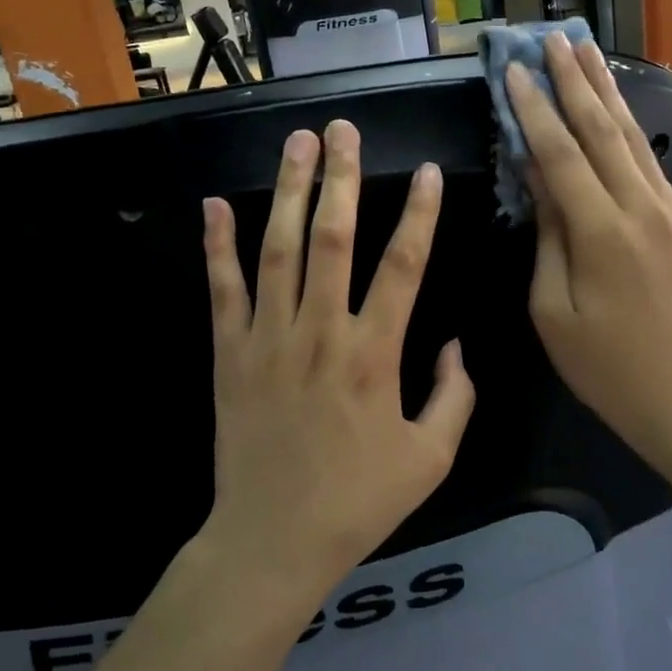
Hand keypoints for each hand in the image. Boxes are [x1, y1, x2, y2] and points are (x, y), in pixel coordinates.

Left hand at [201, 120, 475, 601]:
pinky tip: (216, 204)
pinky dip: (218, 245)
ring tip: (297, 144)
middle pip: (332, 239)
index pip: (403, 267)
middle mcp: (320, 333)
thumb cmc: (358, 501)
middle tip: (343, 130)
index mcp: (373, 356)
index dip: (418, 215)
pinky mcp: (228, 354)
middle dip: (341, 179)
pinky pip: (222, 290)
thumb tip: (455, 344)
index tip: (425, 172)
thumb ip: (453, 396)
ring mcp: (268, 339)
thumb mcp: (431, 459)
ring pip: (278, 250)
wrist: (272, 540)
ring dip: (288, 192)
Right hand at [507, 34, 671, 462]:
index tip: (514, 71)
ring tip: (586, 51)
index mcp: (603, 235)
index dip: (535, 111)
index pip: (563, 156)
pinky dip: (628, 129)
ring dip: (607, 92)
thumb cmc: (597, 359)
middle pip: (605, 131)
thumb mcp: (551, 304)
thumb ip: (548, 231)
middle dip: (575, 82)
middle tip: (553, 39)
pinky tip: (613, 105)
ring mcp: (671, 212)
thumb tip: (536, 171)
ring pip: (635, 139)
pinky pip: (649, 164)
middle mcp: (643, 211)